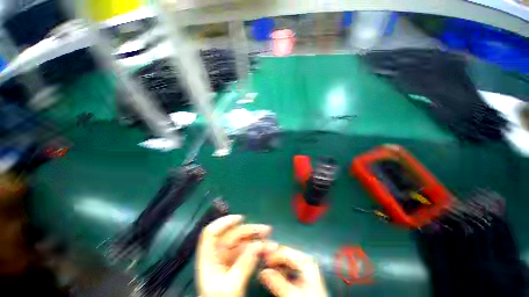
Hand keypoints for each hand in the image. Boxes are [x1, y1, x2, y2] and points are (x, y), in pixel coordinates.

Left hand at [196, 215, 271, 296]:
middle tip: (267, 230)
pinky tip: (267, 248)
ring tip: (271, 239)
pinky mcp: (235, 261)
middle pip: (233, 235)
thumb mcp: (233, 285)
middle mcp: (217, 253)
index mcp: (209, 257)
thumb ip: (245, 263)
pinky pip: (246, 250)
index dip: (224, 223)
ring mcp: (227, 257)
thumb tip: (259, 244)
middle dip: (250, 230)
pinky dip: (257, 248)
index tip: (240, 219)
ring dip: (257, 239)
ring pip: (242, 241)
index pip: (211, 233)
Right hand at [259, 245, 327, 296]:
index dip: (271, 256)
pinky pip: (289, 266)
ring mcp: (305, 264)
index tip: (261, 263)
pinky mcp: (304, 271)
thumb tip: (262, 272)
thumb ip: (277, 282)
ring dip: (276, 265)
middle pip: (284, 253)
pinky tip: (276, 277)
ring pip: (285, 259)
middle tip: (263, 268)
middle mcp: (305, 258)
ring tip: (267, 273)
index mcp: (305, 260)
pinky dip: (281, 270)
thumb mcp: (292, 294)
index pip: (284, 251)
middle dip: (273, 260)